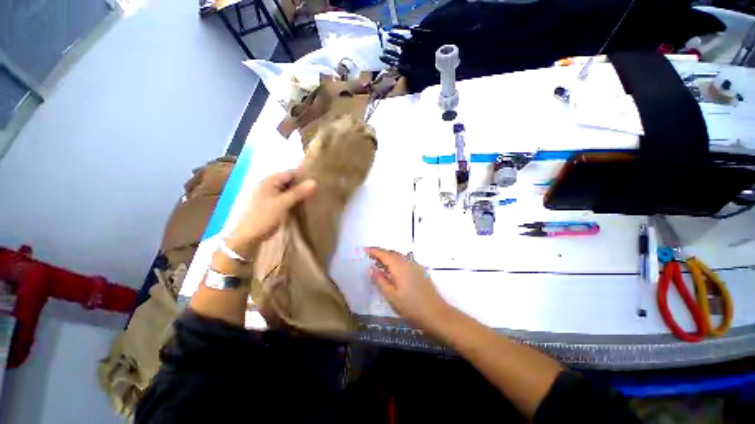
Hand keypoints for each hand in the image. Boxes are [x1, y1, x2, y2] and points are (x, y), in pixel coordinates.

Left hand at [225, 170, 315, 258]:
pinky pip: (286, 197)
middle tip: (317, 189)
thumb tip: (314, 181)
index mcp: (269, 181)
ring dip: (299, 192)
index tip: (317, 181)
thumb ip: (298, 192)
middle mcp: (269, 185)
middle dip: (302, 184)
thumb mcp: (282, 203)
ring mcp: (270, 195)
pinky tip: (303, 203)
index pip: (290, 173)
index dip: (303, 176)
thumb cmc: (264, 216)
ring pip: (288, 190)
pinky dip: (294, 199)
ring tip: (313, 196)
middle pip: (289, 181)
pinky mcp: (273, 204)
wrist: (249, 235)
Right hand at [366, 247, 451, 334]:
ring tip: (379, 263)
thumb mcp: (392, 296)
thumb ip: (381, 281)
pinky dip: (396, 261)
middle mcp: (408, 262)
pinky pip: (405, 261)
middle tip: (370, 256)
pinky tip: (393, 270)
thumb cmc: (412, 307)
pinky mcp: (421, 271)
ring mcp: (416, 266)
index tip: (365, 250)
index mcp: (400, 267)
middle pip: (392, 253)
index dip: (374, 251)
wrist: (436, 314)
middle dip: (381, 253)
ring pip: (399, 256)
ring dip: (389, 256)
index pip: (385, 254)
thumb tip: (372, 269)